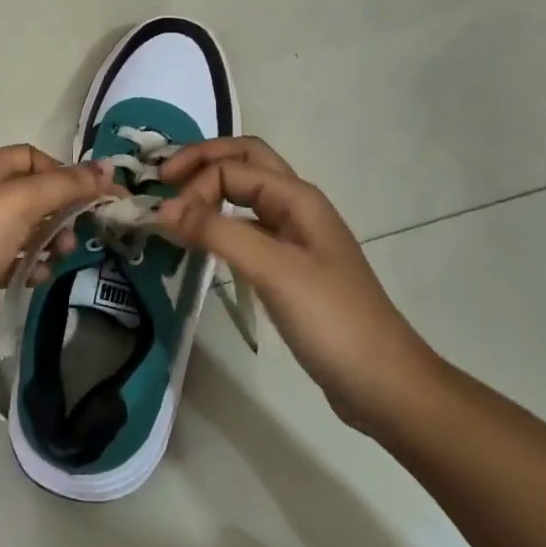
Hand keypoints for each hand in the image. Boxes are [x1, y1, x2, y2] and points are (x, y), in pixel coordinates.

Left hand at [0, 145, 114, 378]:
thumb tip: (107, 168)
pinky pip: (14, 259)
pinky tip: (38, 278)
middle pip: (32, 192)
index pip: (32, 157)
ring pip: (26, 228)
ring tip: (61, 256)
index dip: (63, 172)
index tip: (92, 197)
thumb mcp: (17, 204)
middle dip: (61, 208)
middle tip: (81, 231)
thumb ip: (64, 185)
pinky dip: (31, 265)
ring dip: (50, 238)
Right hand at [153, 137, 440, 434]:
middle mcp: (296, 207)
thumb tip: (162, 207)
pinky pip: (248, 228)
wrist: (383, 384)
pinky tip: (202, 242)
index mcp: (297, 197)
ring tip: (174, 204)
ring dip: (211, 189)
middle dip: (202, 162)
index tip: (165, 216)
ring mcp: (295, 238)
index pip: (234, 167)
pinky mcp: (289, 268)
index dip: (196, 183)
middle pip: (244, 162)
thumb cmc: (331, 319)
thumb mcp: (272, 269)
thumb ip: (217, 232)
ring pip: (246, 194)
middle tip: (163, 178)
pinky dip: (220, 223)